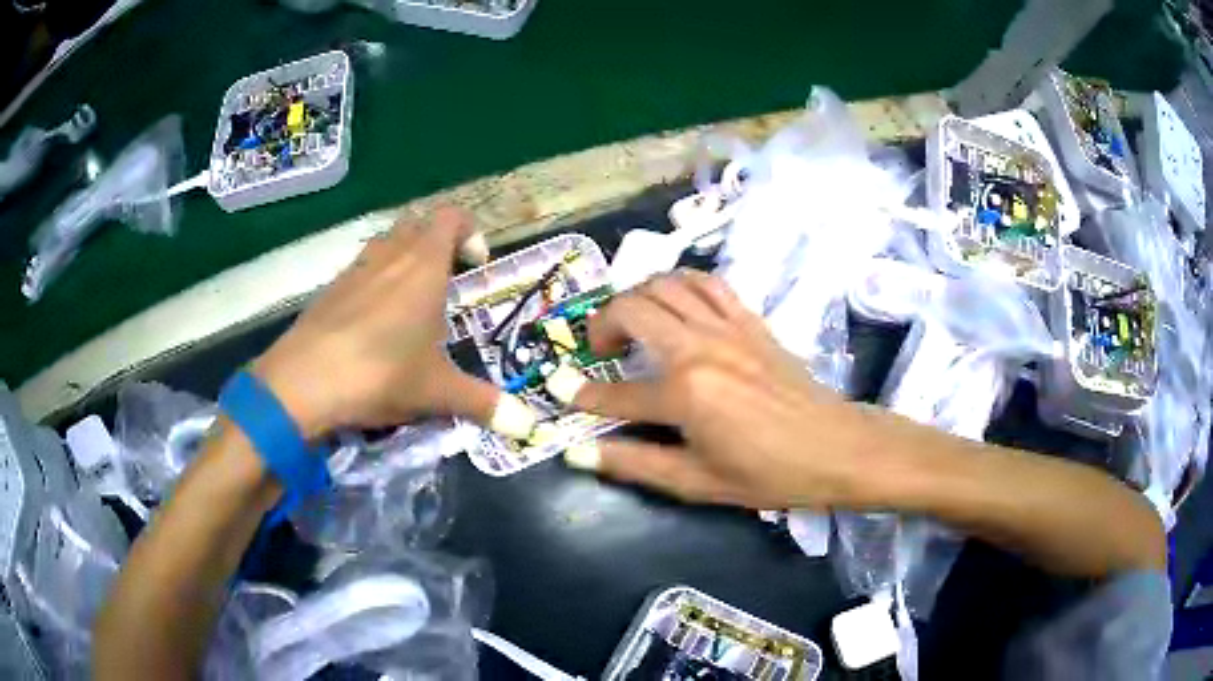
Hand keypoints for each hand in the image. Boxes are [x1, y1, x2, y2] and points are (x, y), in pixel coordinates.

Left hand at [254, 208, 501, 438]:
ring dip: (403, 259)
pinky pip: (360, 270)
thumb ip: (484, 404)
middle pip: (418, 224)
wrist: (303, 382)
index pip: (452, 218)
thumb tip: (529, 428)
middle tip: (446, 283)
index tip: (475, 265)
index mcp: (423, 265)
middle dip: (436, 244)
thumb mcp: (438, 392)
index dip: (469, 232)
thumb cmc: (380, 373)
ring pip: (385, 244)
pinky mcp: (329, 289)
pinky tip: (372, 326)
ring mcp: (354, 269)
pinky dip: (374, 282)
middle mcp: (389, 255)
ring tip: (411, 304)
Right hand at [567, 270, 884, 510]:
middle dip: (601, 324)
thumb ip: (633, 463)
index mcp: (686, 394)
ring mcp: (727, 327)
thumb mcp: (696, 481)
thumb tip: (577, 453)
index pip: (617, 392)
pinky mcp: (750, 319)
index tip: (563, 392)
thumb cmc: (768, 474)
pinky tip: (677, 304)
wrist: (834, 446)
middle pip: (632, 309)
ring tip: (632, 321)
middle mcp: (700, 348)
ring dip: (637, 296)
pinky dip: (681, 284)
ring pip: (665, 284)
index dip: (584, 395)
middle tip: (600, 351)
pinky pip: (708, 283)